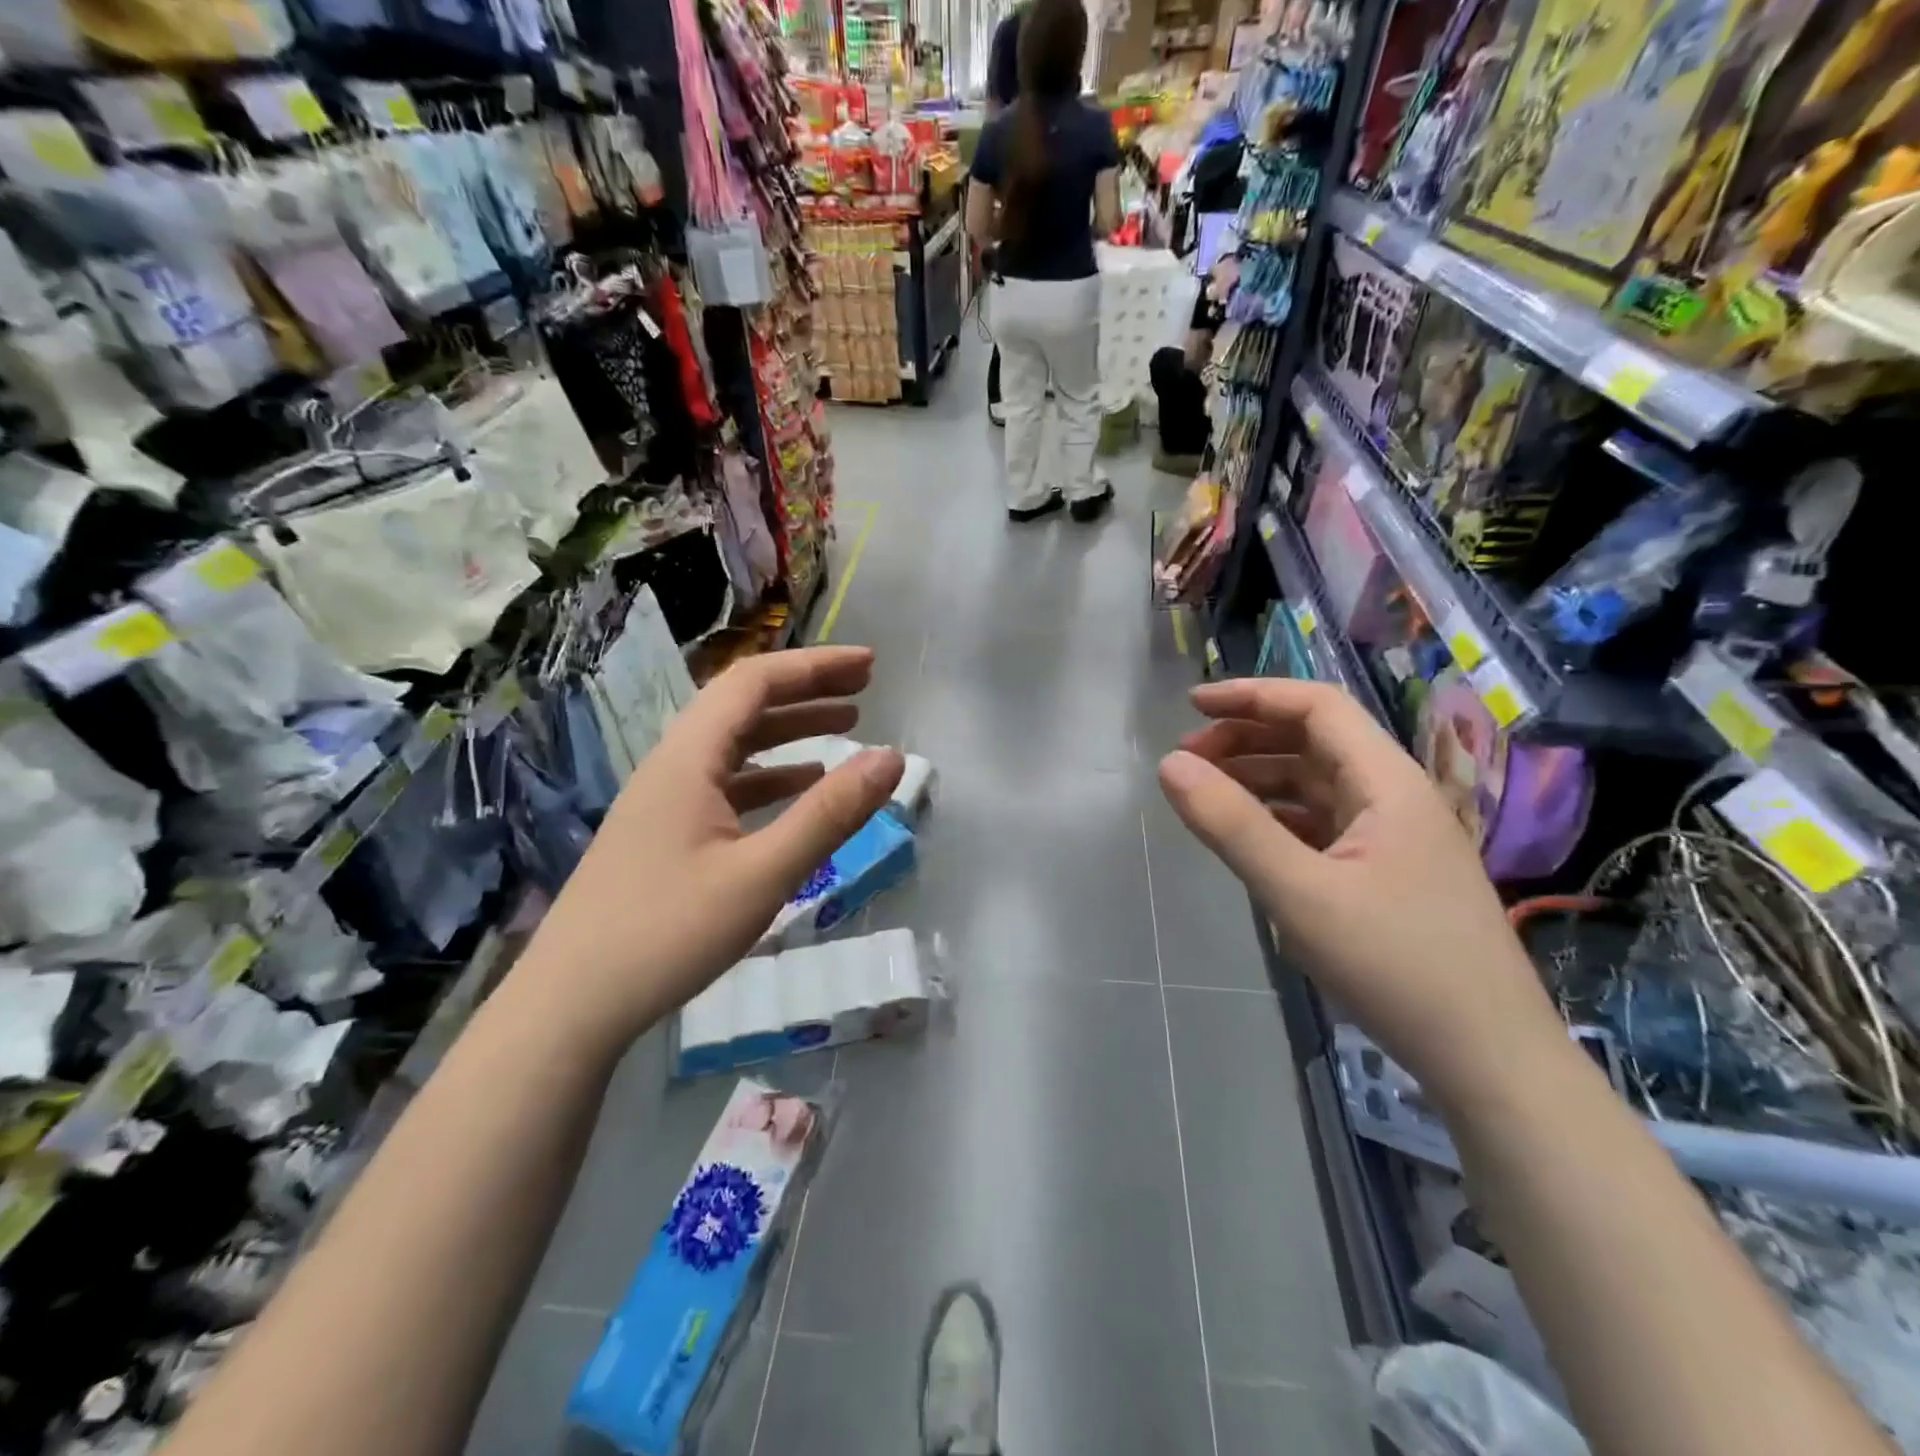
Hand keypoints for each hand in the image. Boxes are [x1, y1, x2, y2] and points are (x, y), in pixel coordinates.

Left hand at [517, 647, 903, 1048]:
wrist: (570, 1006)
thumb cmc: (667, 934)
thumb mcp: (762, 874)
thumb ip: (830, 814)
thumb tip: (893, 757)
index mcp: (688, 759)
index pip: (754, 682)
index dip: (815, 666)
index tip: (870, 666)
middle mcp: (673, 766)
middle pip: (744, 707)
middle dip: (807, 691)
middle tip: (865, 691)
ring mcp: (665, 802)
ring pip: (735, 746)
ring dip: (791, 731)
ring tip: (845, 727)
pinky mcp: (664, 835)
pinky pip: (726, 785)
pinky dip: (770, 775)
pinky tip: (800, 788)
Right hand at [1157, 678, 1564, 1106]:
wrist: (1488, 1058)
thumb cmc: (1396, 965)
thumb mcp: (1300, 893)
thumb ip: (1232, 825)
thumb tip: (1169, 764)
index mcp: (1386, 782)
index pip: (1317, 707)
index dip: (1252, 695)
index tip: (1192, 705)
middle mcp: (1394, 797)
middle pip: (1314, 740)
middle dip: (1247, 737)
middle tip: (1188, 759)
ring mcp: (1393, 837)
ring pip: (1316, 783)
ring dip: (1259, 776)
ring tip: (1206, 793)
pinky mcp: (1386, 873)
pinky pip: (1322, 823)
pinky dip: (1278, 816)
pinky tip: (1249, 836)